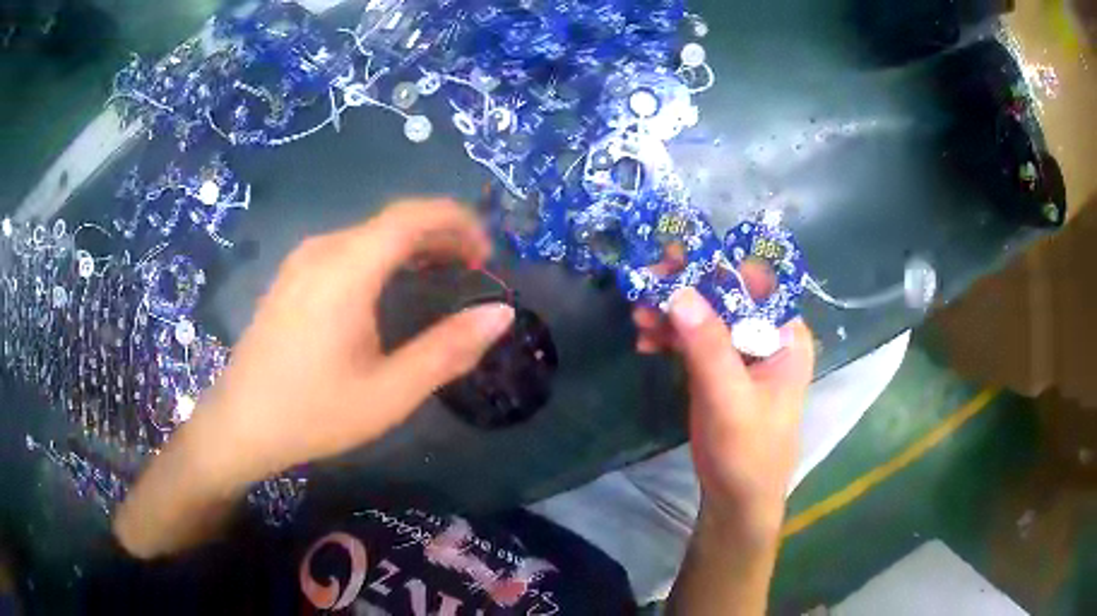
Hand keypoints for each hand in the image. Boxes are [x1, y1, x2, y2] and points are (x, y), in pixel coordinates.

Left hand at [115, 199, 515, 558]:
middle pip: (393, 221)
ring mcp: (302, 260)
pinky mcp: (292, 275)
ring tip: (443, 276)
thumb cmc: (313, 413)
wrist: (241, 423)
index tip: (488, 254)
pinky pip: (348, 247)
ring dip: (413, 245)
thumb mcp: (389, 393)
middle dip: (441, 234)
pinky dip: (384, 255)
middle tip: (474, 270)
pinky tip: (391, 287)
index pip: (412, 216)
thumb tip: (501, 314)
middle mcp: (323, 249)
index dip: (458, 222)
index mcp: (346, 269)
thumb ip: (448, 350)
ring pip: (370, 233)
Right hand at [633, 287, 814, 544]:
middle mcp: (768, 336)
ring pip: (707, 315)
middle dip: (686, 290)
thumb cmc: (747, 452)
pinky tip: (646, 339)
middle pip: (726, 296)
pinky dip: (672, 335)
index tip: (675, 260)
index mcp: (786, 336)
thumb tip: (678, 291)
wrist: (737, 499)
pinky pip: (696, 339)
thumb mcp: (729, 399)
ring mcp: (743, 352)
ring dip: (673, 312)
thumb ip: (708, 346)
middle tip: (645, 285)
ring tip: (638, 316)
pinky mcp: (722, 368)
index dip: (717, 267)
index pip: (756, 284)